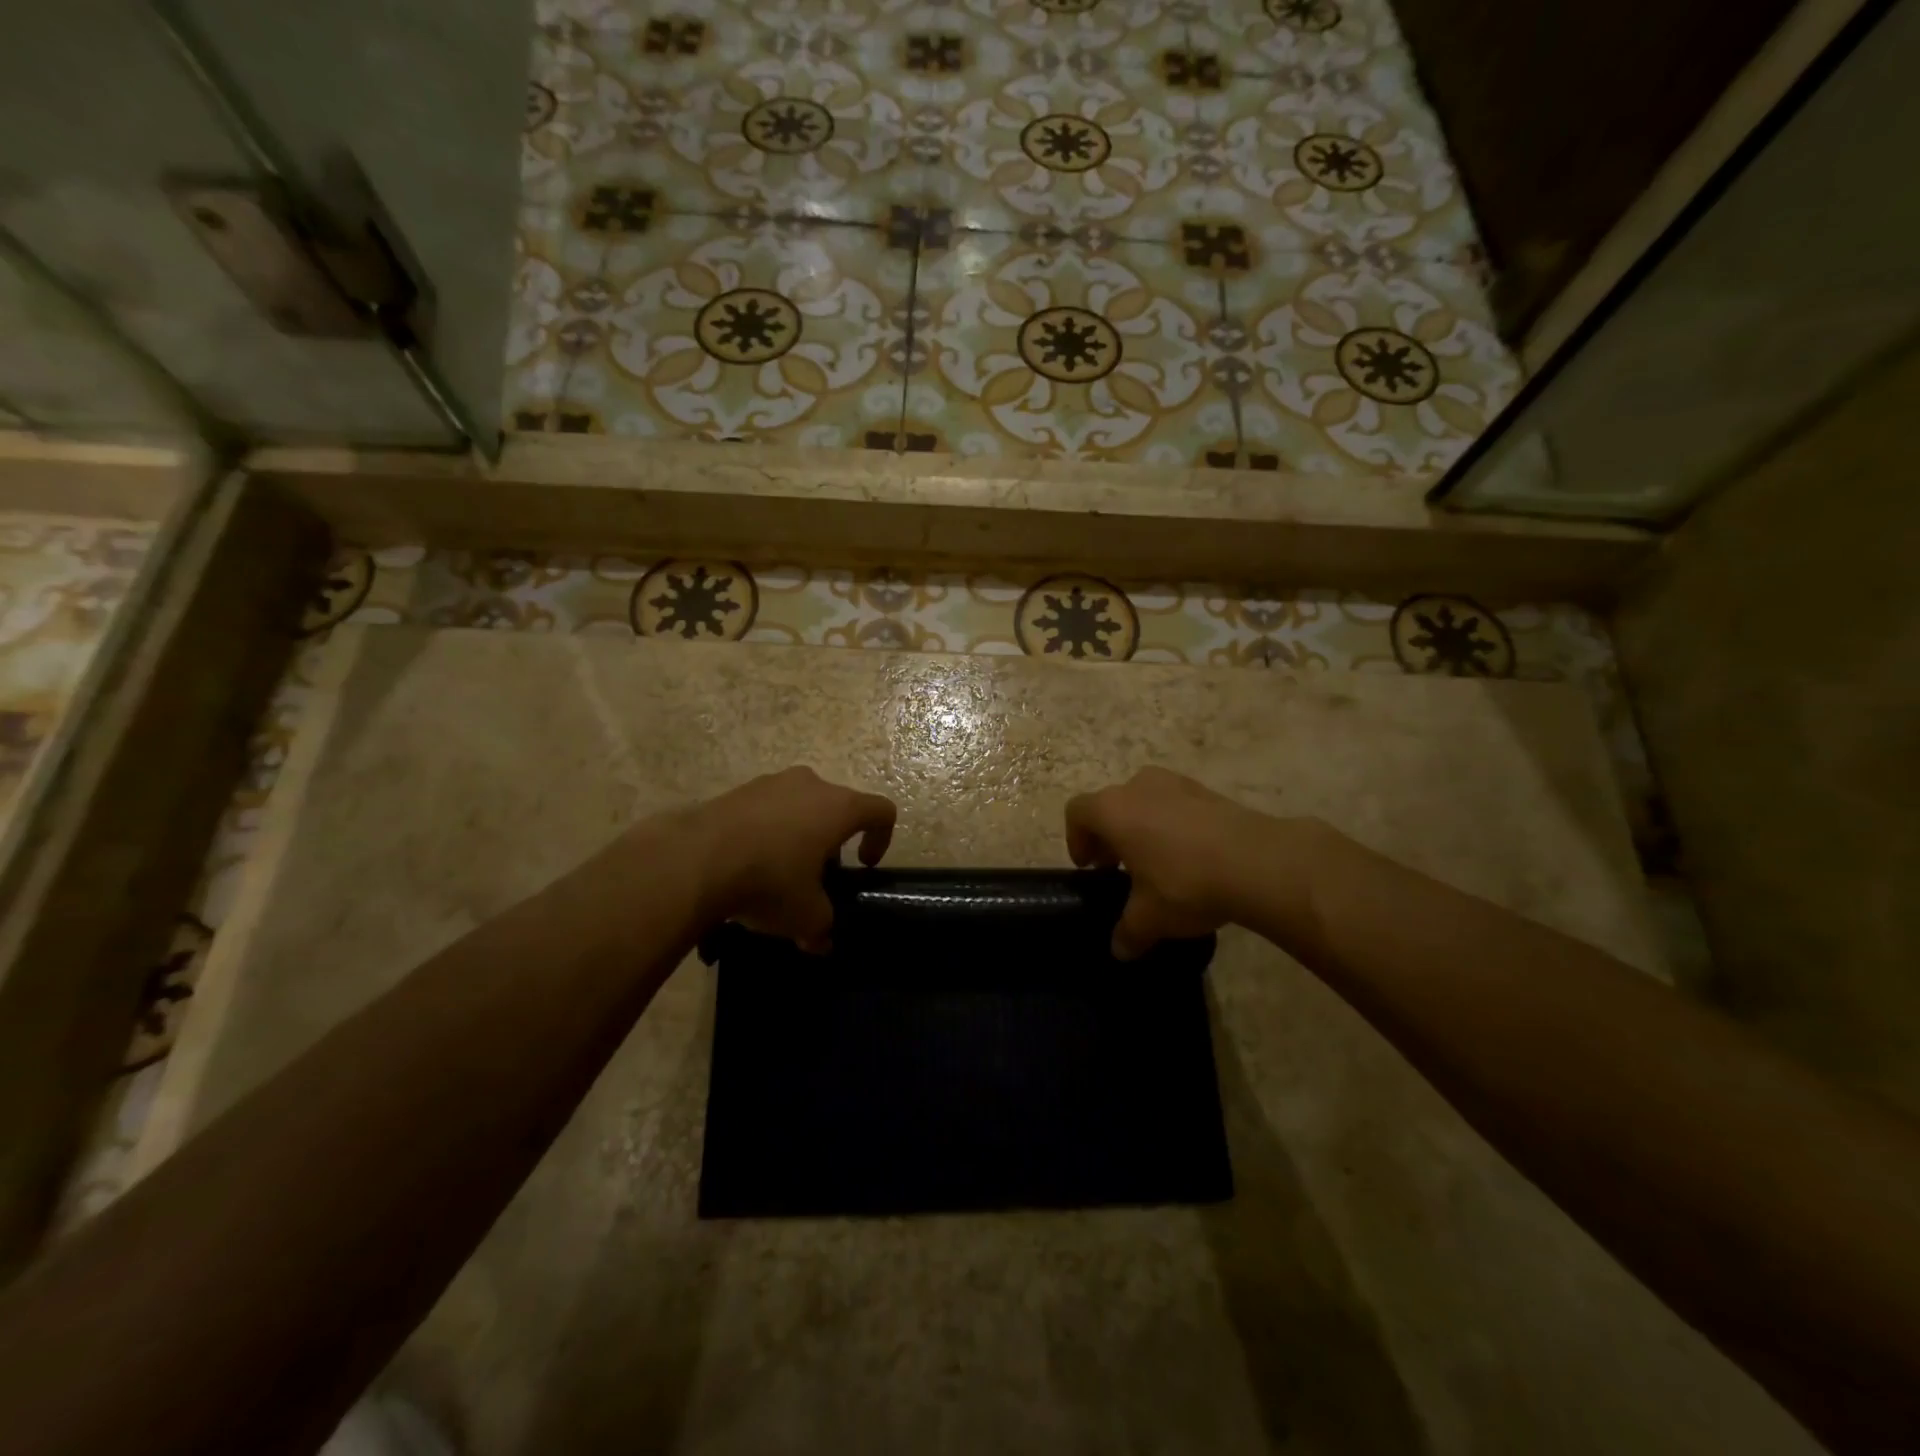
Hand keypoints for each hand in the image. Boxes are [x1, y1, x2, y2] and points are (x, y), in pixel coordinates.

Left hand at [694, 767, 896, 951]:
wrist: (694, 860)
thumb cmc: (769, 881)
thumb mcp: (805, 916)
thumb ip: (822, 927)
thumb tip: (821, 942)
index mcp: (839, 807)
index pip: (881, 811)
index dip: (881, 839)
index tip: (863, 866)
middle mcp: (809, 785)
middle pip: (836, 807)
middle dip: (832, 841)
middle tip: (817, 875)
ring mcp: (770, 783)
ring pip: (799, 805)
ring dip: (798, 834)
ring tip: (778, 871)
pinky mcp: (736, 790)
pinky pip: (765, 809)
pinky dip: (766, 832)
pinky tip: (746, 863)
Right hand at [1066, 767, 1274, 958]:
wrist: (1258, 863)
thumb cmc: (1185, 883)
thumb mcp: (1149, 918)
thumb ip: (1128, 931)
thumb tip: (1119, 950)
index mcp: (1112, 810)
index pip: (1077, 813)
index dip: (1077, 840)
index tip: (1091, 868)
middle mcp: (1139, 786)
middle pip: (1112, 805)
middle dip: (1112, 835)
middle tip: (1121, 868)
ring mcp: (1177, 784)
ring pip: (1147, 801)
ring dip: (1144, 827)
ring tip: (1159, 863)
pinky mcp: (1210, 791)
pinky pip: (1179, 805)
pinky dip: (1176, 825)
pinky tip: (1193, 858)